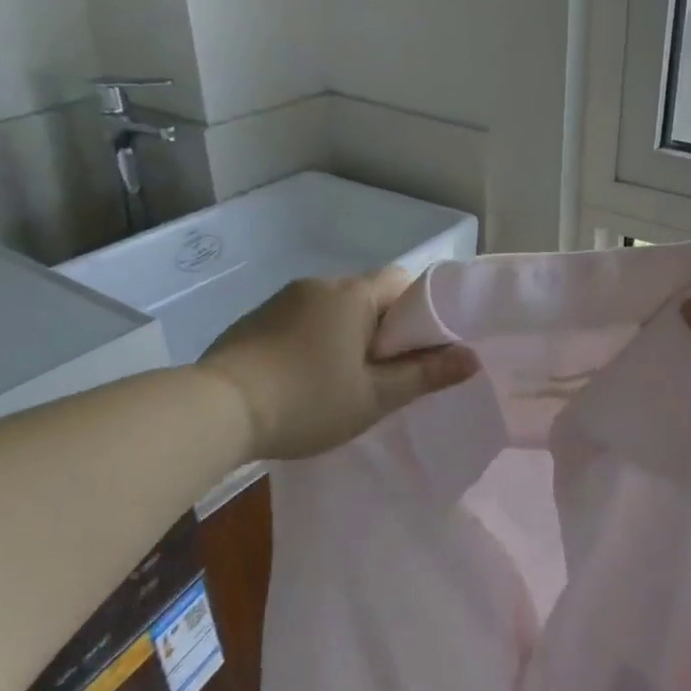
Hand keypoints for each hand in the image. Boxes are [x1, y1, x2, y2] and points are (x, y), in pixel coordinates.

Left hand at [198, 269, 477, 460]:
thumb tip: (473, 357)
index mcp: (354, 294)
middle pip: (367, 296)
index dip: (417, 311)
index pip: (402, 282)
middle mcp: (319, 284)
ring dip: (345, 334)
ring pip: (332, 308)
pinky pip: (300, 319)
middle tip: (383, 372)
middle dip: (381, 327)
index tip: (417, 348)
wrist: (217, 409)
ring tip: (341, 380)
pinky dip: (312, 340)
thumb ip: (425, 374)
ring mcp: (283, 299)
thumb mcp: (374, 397)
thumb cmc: (308, 400)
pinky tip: (302, 378)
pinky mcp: (255, 318)